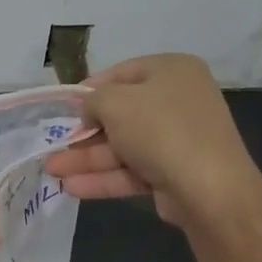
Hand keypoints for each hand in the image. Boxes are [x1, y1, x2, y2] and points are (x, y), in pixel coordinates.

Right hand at [45, 53, 261, 228]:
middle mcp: (178, 101)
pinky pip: (132, 171)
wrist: (210, 190)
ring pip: (122, 147)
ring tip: (51, 171)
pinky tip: (72, 188)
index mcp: (172, 71)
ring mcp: (177, 140)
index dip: (89, 89)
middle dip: (83, 133)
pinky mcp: (173, 173)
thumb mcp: (116, 103)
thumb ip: (93, 100)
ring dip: (86, 159)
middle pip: (120, 114)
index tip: (65, 106)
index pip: (122, 73)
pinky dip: (104, 178)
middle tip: (54, 143)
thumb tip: (88, 109)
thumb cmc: (160, 130)